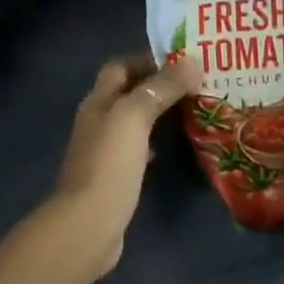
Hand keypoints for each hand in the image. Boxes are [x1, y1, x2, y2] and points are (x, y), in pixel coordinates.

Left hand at [48, 53, 199, 275]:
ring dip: (158, 113)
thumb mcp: (135, 117)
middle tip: (195, 84)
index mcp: (98, 100)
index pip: (120, 66)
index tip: (181, 60)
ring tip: (192, 110)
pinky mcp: (114, 176)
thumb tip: (192, 60)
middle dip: (158, 85)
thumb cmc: (110, 164)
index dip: (146, 58)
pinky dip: (156, 142)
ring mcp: (104, 150)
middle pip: (128, 92)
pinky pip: (137, 149)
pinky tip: (173, 147)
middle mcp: (98, 119)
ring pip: (134, 120)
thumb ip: (161, 88)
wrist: (87, 225)